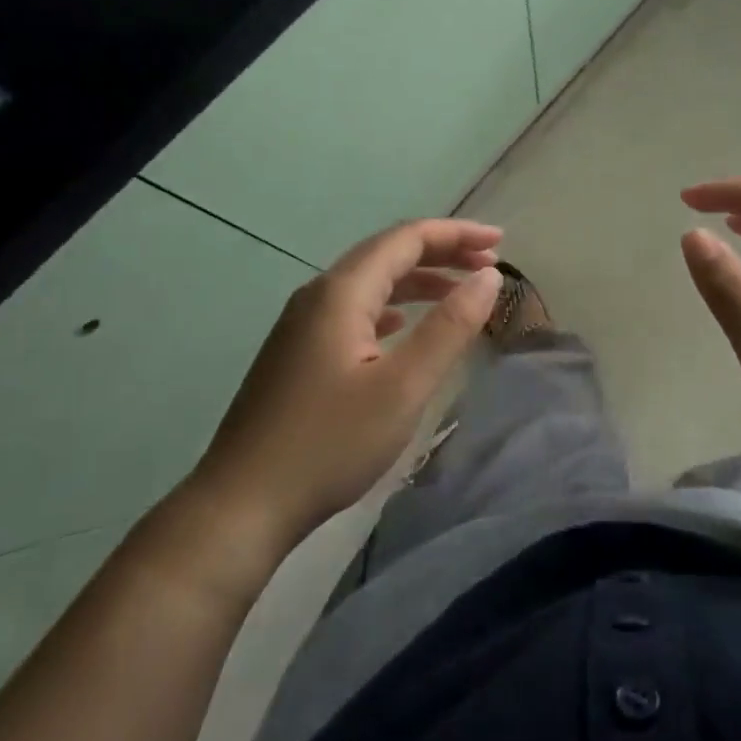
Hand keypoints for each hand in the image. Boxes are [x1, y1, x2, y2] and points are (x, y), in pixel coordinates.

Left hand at [189, 218, 503, 561]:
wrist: (241, 506)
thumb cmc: (329, 444)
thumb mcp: (403, 387)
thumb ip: (449, 327)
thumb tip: (489, 278)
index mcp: (341, 292)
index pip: (406, 239)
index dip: (456, 234)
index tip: (500, 243)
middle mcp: (318, 295)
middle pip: (387, 254)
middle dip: (441, 252)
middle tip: (489, 262)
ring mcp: (301, 324)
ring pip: (369, 283)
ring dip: (417, 280)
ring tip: (459, 292)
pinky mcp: (296, 352)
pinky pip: (352, 310)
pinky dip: (390, 306)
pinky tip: (400, 325)